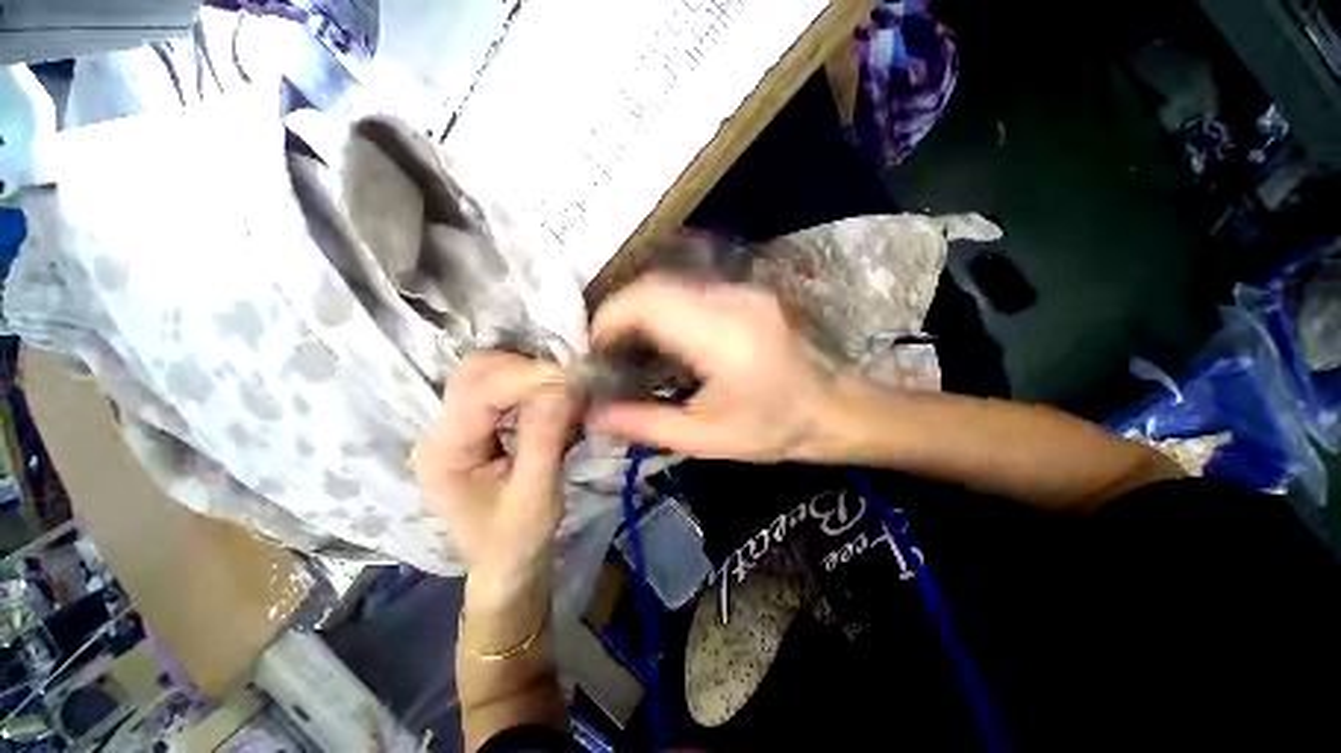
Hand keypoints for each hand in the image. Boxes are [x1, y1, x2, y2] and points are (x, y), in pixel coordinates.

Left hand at [414, 352, 576, 602]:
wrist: (505, 564)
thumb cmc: (518, 539)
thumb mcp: (537, 493)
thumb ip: (545, 437)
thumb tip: (565, 385)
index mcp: (444, 454)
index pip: (478, 392)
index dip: (526, 377)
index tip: (571, 377)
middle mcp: (439, 432)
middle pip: (474, 372)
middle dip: (525, 369)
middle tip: (568, 383)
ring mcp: (452, 426)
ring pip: (485, 373)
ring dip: (527, 374)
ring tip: (563, 390)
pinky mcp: (471, 425)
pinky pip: (497, 387)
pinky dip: (526, 384)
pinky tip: (549, 398)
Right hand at [586, 274, 835, 461]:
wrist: (836, 407)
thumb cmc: (774, 429)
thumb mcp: (705, 439)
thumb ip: (645, 425)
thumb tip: (592, 415)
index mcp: (722, 338)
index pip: (648, 302)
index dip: (609, 319)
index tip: (596, 350)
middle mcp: (733, 301)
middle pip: (655, 284)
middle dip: (621, 313)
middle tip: (610, 350)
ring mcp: (744, 290)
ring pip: (672, 281)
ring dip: (643, 308)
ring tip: (633, 345)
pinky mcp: (749, 291)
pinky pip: (693, 288)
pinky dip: (667, 307)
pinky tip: (667, 337)